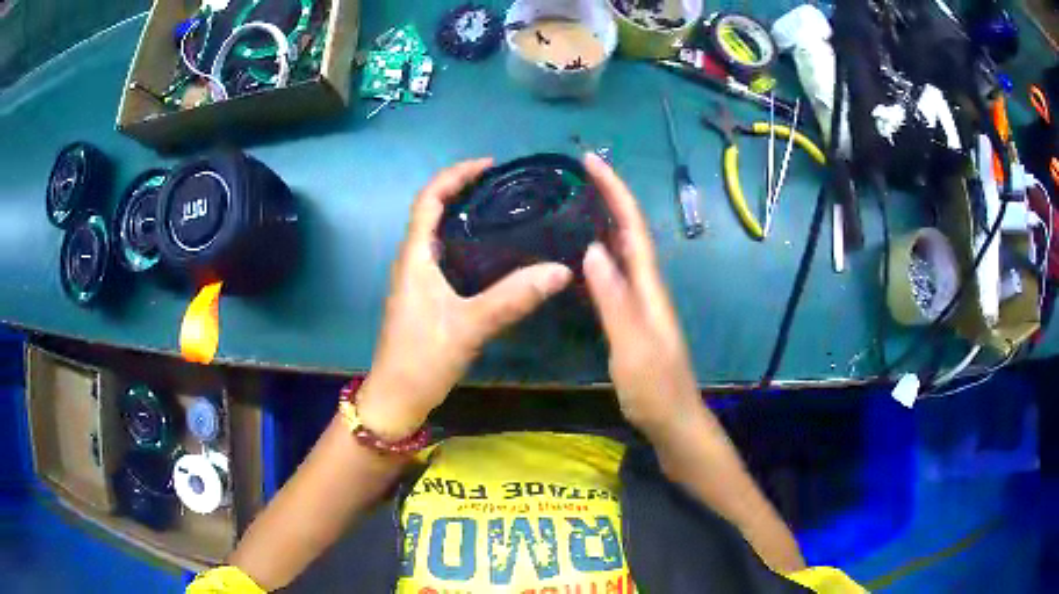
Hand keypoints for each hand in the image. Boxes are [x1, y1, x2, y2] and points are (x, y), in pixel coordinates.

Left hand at [359, 159, 572, 439]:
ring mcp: (418, 280)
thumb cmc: (422, 358)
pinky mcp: (426, 297)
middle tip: (504, 186)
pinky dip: (466, 242)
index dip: (454, 175)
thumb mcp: (468, 327)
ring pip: (439, 234)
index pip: (428, 199)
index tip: (489, 165)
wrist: (397, 398)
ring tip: (504, 210)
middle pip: (432, 211)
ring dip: (464, 215)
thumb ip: (513, 298)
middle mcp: (413, 260)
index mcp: (415, 256)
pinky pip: (445, 256)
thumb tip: (560, 270)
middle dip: (463, 190)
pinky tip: (495, 253)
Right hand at [581, 154, 700, 438]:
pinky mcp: (631, 316)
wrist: (673, 421)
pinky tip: (580, 253)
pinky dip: (599, 251)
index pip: (632, 227)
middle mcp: (646, 285)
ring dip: (604, 219)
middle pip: (629, 230)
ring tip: (575, 200)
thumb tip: (592, 249)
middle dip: (609, 196)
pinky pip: (614, 272)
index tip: (591, 161)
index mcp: (649, 286)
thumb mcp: (632, 346)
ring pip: (622, 248)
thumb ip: (614, 300)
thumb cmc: (655, 388)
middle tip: (578, 173)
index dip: (615, 191)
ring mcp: (640, 301)